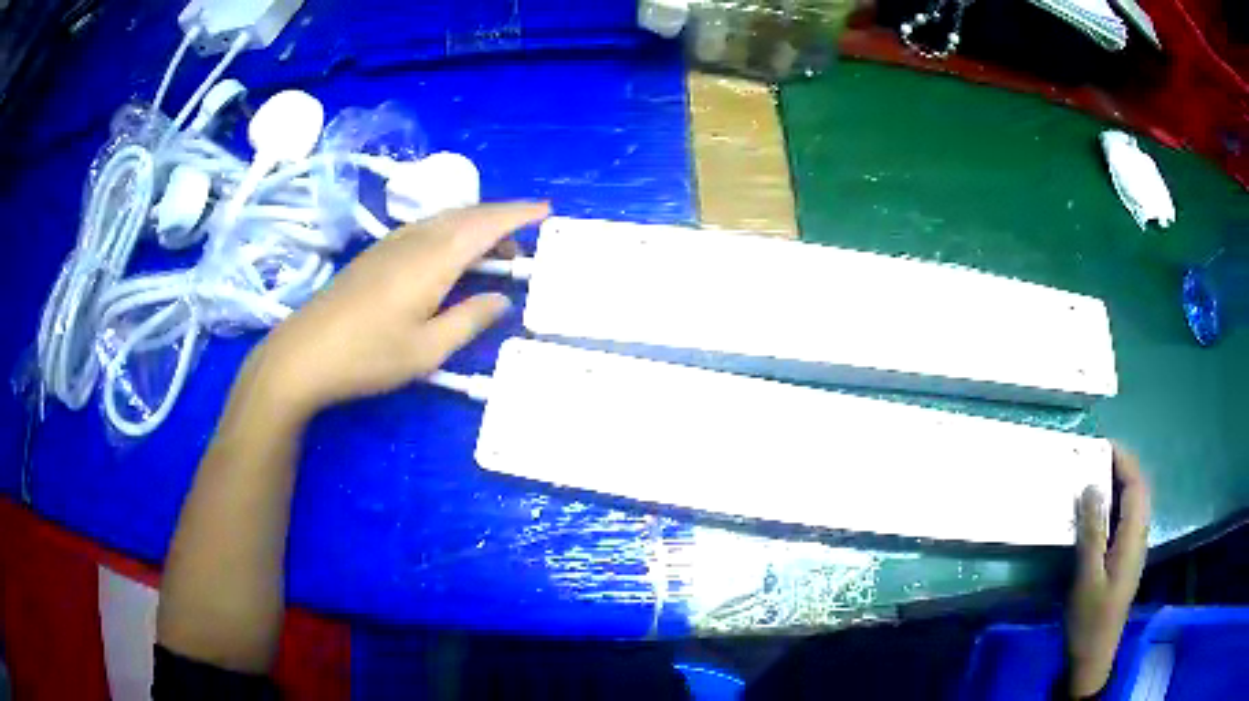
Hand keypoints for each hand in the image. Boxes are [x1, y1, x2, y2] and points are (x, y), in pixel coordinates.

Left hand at [248, 202, 549, 418]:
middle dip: (500, 221)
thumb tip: (501, 299)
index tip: (546, 209)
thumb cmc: (368, 356)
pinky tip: (450, 258)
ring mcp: (392, 243)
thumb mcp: (427, 350)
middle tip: (522, 247)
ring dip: (475, 227)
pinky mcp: (377, 253)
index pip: (485, 225)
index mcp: (433, 259)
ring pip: (445, 220)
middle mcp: (415, 240)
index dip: (518, 214)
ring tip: (492, 254)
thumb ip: (469, 320)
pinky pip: (426, 229)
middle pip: (466, 215)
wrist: (304, 352)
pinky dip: (451, 233)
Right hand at [1066, 447, 1150, 697]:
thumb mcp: (1087, 577)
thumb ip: (1092, 532)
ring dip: (1119, 484)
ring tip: (1095, 477)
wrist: (1094, 655)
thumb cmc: (1090, 618)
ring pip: (1134, 504)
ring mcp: (1134, 549)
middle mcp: (1139, 536)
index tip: (1101, 445)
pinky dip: (1115, 504)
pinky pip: (1126, 519)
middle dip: (1122, 467)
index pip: (1136, 485)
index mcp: (1134, 537)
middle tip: (1095, 458)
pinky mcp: (1126, 559)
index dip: (1123, 460)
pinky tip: (1098, 512)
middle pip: (1138, 490)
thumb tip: (1091, 487)